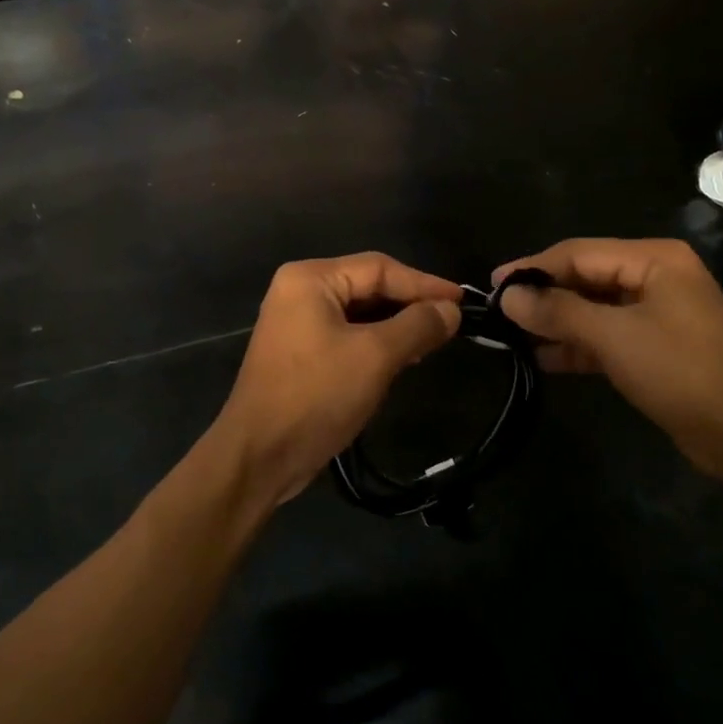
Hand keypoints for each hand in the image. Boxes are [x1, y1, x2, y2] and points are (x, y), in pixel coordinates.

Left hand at [214, 254, 462, 505]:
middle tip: (451, 323)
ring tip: (433, 342)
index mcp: (310, 279)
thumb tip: (451, 309)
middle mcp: (299, 291)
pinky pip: (346, 335)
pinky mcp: (299, 352)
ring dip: (395, 326)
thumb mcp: (375, 357)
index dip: (424, 283)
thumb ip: (417, 325)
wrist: (259, 455)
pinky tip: (403, 359)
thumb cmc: (316, 396)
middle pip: (367, 286)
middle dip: (409, 305)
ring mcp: (295, 322)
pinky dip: (375, 343)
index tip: (463, 301)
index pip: (379, 268)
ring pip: (359, 313)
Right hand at [492, 239, 722, 484]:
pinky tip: (541, 358)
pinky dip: (575, 345)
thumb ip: (558, 312)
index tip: (491, 286)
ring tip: (510, 336)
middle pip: (583, 278)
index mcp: (653, 259)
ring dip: (554, 323)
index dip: (532, 268)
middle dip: (542, 296)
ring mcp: (656, 314)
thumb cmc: (684, 372)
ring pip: (592, 309)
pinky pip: (605, 336)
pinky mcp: (655, 348)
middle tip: (497, 313)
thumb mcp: (615, 337)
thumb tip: (507, 297)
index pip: (577, 253)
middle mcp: (655, 278)